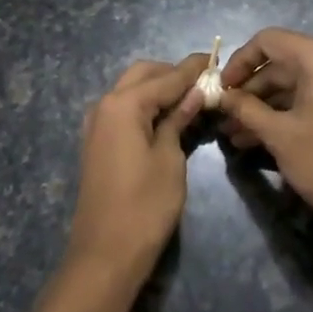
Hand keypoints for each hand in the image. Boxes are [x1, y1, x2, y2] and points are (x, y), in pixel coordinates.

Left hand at [69, 53, 209, 275]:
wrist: (105, 254)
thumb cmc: (145, 206)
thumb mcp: (170, 159)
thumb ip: (178, 120)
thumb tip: (194, 93)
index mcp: (123, 104)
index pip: (166, 77)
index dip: (193, 68)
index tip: (215, 57)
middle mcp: (105, 105)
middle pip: (143, 74)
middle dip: (172, 73)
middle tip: (204, 83)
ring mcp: (97, 124)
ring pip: (131, 90)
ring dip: (158, 88)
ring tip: (191, 99)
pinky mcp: (97, 141)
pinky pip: (124, 109)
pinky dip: (145, 105)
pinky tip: (168, 117)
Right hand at [217, 29, 312, 232]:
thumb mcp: (279, 135)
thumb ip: (245, 108)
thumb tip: (222, 97)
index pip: (268, 41)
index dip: (239, 62)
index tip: (221, 88)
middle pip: (281, 62)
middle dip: (250, 90)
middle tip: (224, 115)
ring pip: (295, 83)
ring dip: (264, 105)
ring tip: (234, 133)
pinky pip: (311, 96)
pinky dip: (286, 111)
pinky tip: (257, 136)